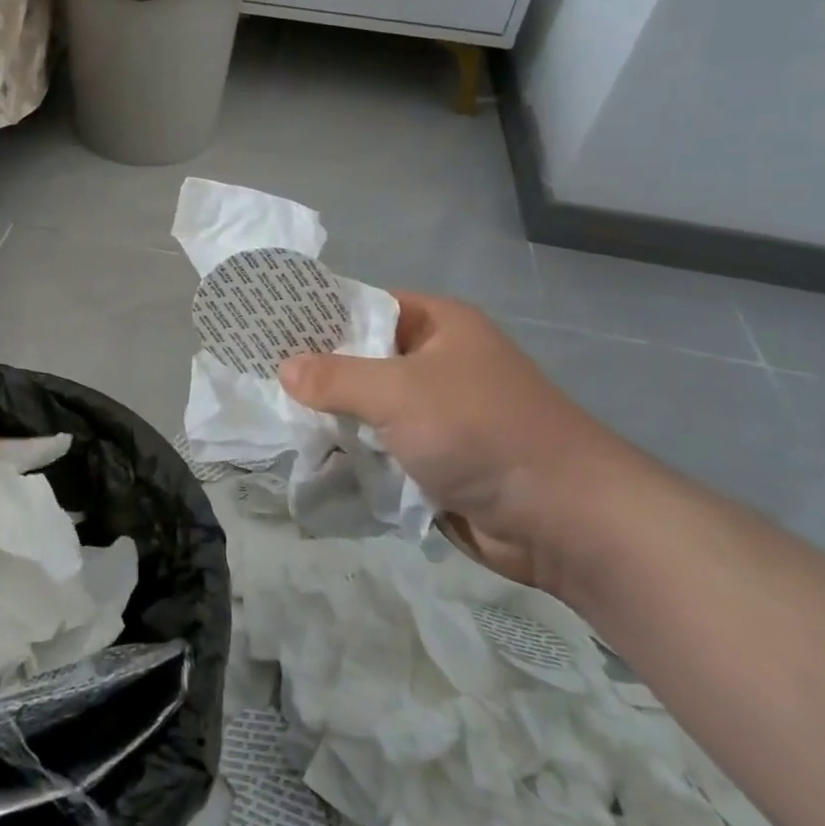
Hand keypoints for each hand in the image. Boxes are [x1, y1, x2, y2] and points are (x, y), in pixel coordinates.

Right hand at [280, 293, 632, 586]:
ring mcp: (437, 413)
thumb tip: (283, 368)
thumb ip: (336, 378)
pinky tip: (310, 458)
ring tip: (274, 420)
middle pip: (362, 359)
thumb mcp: (400, 393)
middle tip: (259, 379)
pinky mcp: (437, 459)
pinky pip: (383, 447)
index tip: (265, 329)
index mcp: (437, 325)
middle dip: (317, 374)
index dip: (317, 316)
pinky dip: (355, 454)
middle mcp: (437, 362)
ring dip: (334, 419)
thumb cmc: (481, 432)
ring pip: (369, 408)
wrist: (565, 519)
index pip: (363, 306)